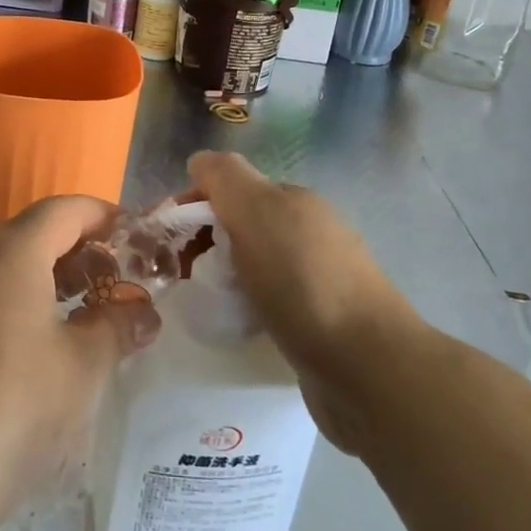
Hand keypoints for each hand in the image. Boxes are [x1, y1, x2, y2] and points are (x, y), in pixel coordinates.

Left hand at [0, 196, 159, 530]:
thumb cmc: (0, 416)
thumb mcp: (78, 374)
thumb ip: (116, 329)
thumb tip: (142, 312)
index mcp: (10, 252)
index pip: (67, 210)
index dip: (106, 219)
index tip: (137, 244)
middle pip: (31, 236)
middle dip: (78, 256)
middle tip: (112, 294)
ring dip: (41, 285)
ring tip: (72, 329)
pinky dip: (5, 310)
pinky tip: (17, 362)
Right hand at [188, 150, 414, 452]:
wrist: (367, 367)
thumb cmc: (303, 282)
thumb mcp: (257, 211)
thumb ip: (224, 177)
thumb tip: (199, 163)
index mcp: (292, 200)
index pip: (228, 187)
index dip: (192, 206)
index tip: (163, 240)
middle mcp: (307, 231)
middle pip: (239, 224)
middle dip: (203, 242)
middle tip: (174, 274)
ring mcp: (316, 277)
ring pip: (251, 264)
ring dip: (222, 276)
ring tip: (199, 302)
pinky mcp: (318, 320)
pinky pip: (266, 300)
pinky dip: (243, 306)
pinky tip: (233, 326)